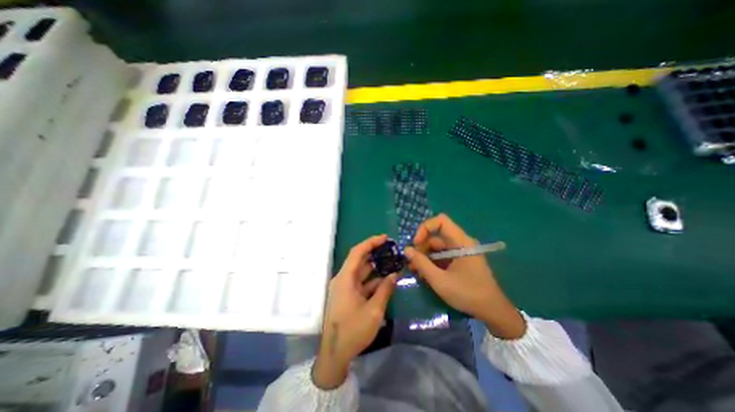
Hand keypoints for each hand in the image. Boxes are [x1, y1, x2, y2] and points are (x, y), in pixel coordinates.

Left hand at [313, 235, 399, 388]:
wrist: (335, 354)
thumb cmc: (353, 331)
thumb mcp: (373, 311)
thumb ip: (385, 290)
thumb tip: (394, 274)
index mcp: (345, 279)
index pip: (357, 252)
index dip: (370, 242)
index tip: (385, 238)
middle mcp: (343, 279)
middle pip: (359, 260)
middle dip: (375, 253)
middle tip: (391, 249)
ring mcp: (345, 287)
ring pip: (361, 271)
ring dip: (376, 267)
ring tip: (392, 261)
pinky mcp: (348, 295)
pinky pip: (361, 282)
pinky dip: (373, 280)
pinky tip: (386, 279)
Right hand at [402, 214, 528, 339]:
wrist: (493, 312)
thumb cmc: (468, 294)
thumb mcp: (440, 280)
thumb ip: (421, 263)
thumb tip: (406, 250)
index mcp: (461, 242)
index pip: (441, 221)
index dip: (425, 228)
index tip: (416, 243)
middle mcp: (461, 243)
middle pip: (436, 236)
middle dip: (421, 247)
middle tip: (411, 262)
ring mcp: (460, 253)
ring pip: (437, 248)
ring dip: (424, 257)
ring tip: (414, 270)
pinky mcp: (459, 261)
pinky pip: (442, 256)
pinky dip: (432, 262)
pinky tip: (424, 274)